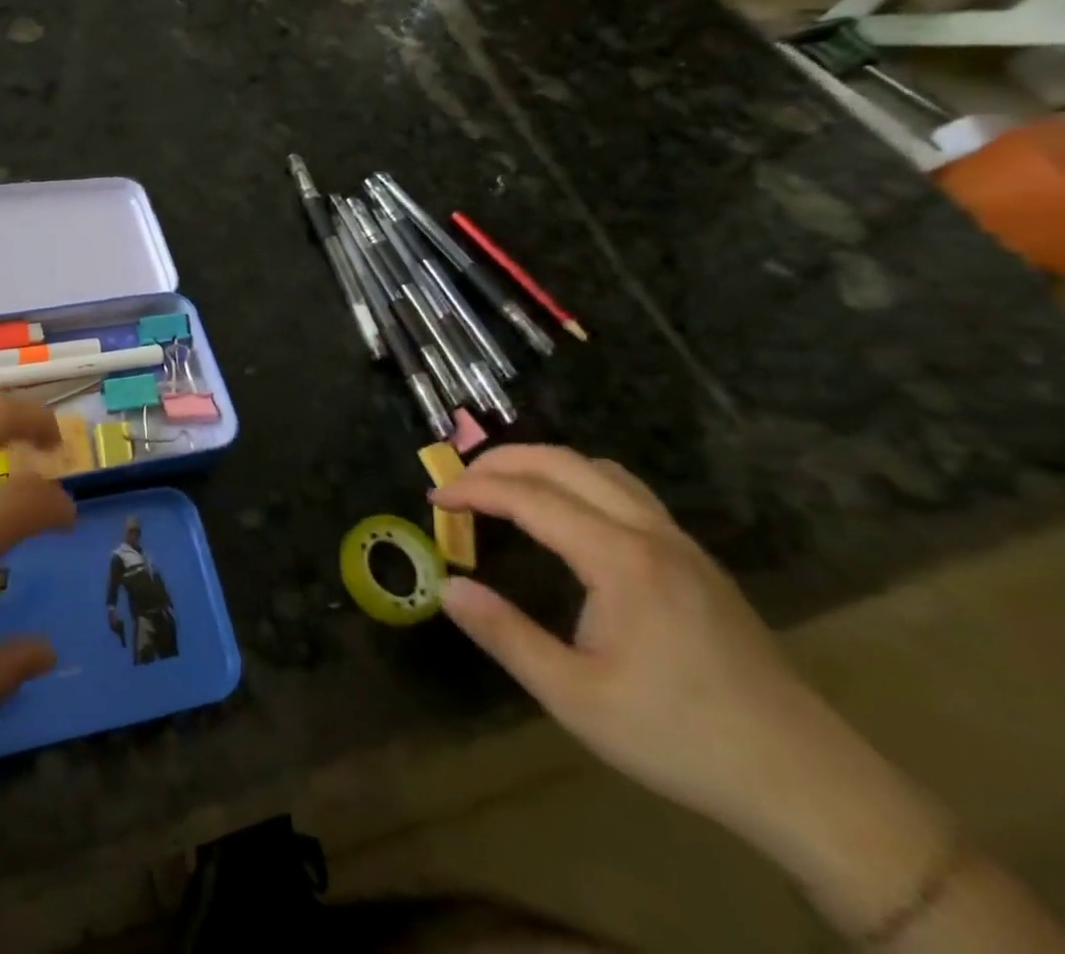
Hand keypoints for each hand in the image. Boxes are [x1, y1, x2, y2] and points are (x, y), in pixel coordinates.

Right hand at [430, 447, 900, 848]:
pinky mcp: (696, 560)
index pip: (529, 496)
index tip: (434, 497)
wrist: (808, 783)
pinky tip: (566, 516)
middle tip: (459, 481)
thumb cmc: (680, 738)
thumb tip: (446, 588)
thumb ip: (505, 635)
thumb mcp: (575, 698)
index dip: (474, 489)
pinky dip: (578, 481)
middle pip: (564, 462)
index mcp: (619, 559)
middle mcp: (650, 532)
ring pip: (600, 469)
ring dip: (543, 465)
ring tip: (504, 488)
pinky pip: (625, 491)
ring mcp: (680, 542)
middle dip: (502, 461)